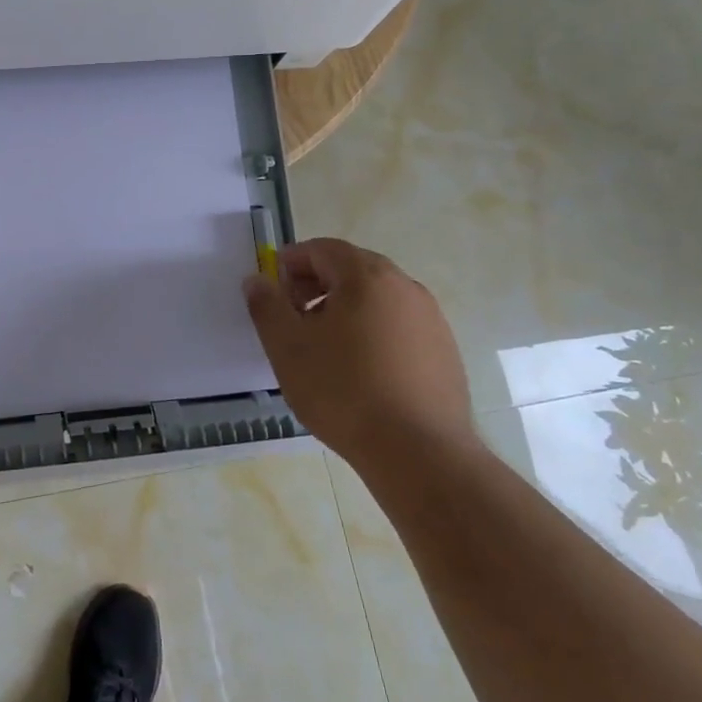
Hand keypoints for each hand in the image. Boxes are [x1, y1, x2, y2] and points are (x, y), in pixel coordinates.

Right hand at [243, 239, 475, 476]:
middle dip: (316, 284)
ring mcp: (430, 318)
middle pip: (352, 269)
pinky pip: (398, 325)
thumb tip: (257, 279)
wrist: (419, 453)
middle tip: (293, 317)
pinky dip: (372, 332)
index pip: (322, 249)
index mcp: (366, 276)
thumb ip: (266, 305)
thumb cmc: (343, 391)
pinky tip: (360, 371)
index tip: (273, 291)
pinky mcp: (444, 350)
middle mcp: (404, 286)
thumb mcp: (287, 347)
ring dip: (344, 308)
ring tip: (323, 347)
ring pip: (376, 298)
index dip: (291, 263)